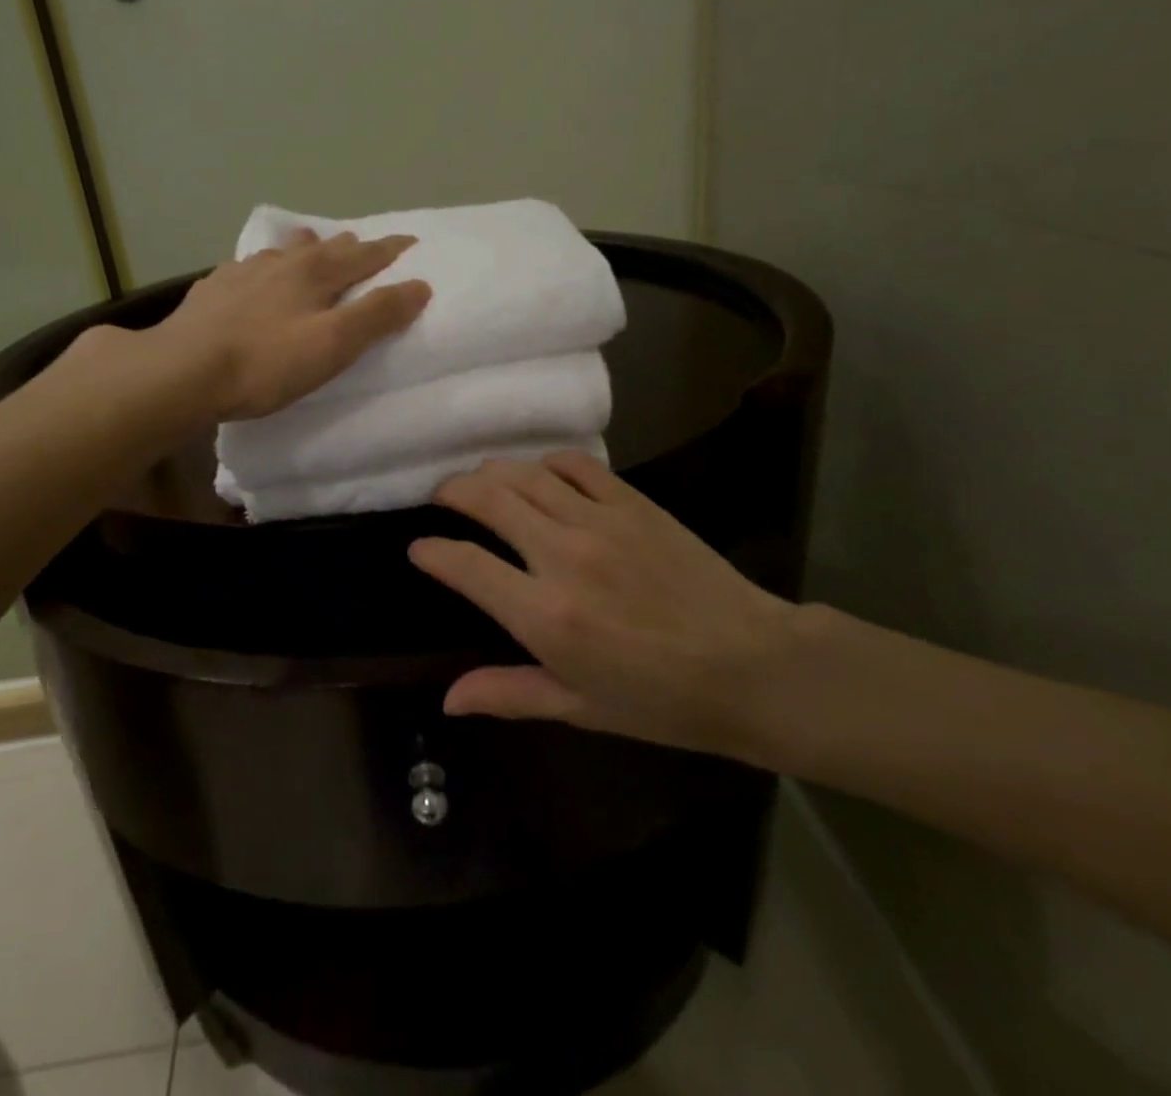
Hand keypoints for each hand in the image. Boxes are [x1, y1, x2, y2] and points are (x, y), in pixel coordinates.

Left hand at [152, 229, 429, 420]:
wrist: (181, 371)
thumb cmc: (266, 363)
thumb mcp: (333, 344)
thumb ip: (377, 314)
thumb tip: (420, 285)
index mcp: (316, 272)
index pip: (365, 255)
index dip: (391, 250)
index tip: (412, 244)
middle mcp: (281, 261)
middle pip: (325, 247)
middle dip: (350, 246)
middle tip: (365, 247)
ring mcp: (243, 271)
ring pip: (284, 251)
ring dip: (305, 249)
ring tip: (311, 246)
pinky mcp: (213, 289)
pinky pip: (249, 268)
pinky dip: (265, 267)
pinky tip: (253, 276)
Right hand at [408, 453, 803, 762]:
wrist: (751, 666)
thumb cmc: (662, 701)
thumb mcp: (580, 708)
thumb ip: (508, 693)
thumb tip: (447, 699)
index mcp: (545, 615)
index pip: (465, 566)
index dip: (432, 552)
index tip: (419, 548)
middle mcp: (563, 556)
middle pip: (488, 499)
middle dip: (451, 492)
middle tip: (440, 497)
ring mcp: (599, 521)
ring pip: (525, 474)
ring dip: (492, 472)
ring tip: (480, 481)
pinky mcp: (632, 502)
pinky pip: (576, 465)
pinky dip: (547, 463)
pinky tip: (540, 474)